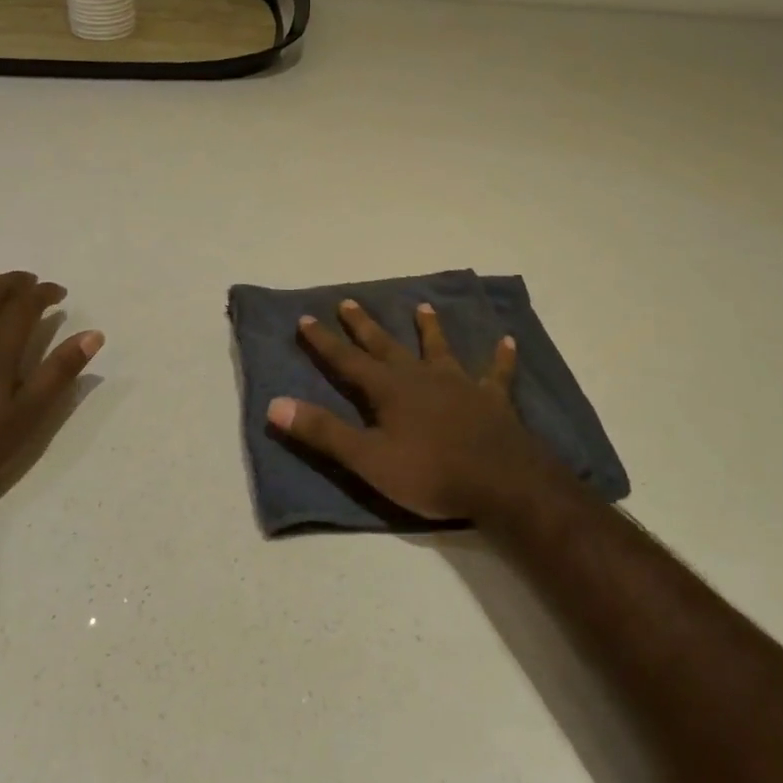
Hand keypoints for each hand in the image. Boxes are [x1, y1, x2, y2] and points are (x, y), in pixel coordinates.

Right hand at [268, 299, 556, 520]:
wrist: (500, 481)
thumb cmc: (429, 472)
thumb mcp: (367, 459)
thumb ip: (323, 431)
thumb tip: (274, 404)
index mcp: (389, 389)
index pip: (347, 360)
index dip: (324, 341)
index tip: (305, 318)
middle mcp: (421, 376)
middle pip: (386, 346)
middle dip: (364, 326)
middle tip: (348, 301)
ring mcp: (460, 384)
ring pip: (439, 349)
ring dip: (429, 328)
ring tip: (423, 307)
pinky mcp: (492, 399)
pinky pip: (496, 373)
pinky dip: (501, 357)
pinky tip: (507, 341)